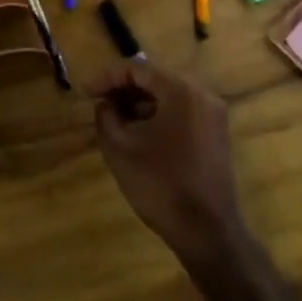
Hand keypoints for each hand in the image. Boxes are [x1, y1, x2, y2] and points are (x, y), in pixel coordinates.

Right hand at [91, 61, 243, 259]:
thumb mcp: (119, 147)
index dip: (107, 77)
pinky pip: (181, 111)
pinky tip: (139, 132)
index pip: (137, 69)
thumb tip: (105, 103)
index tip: (86, 93)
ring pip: (168, 95)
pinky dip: (158, 114)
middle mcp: (201, 94)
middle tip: (98, 102)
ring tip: (114, 118)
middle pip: (155, 78)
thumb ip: (106, 115)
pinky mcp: (215, 134)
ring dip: (140, 102)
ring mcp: (213, 115)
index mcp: (180, 91)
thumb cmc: (160, 184)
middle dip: (123, 88)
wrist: (207, 231)